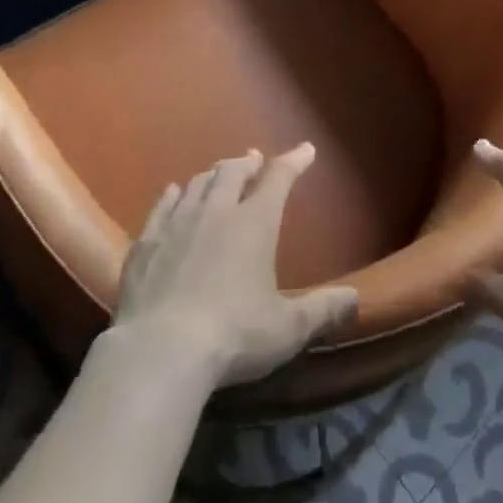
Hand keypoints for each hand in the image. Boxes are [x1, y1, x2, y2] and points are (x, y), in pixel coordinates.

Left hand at [112, 143, 357, 388]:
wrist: (160, 351)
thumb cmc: (233, 336)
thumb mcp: (287, 329)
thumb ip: (322, 310)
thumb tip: (356, 298)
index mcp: (255, 223)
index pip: (279, 178)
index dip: (294, 161)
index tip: (306, 150)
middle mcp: (217, 210)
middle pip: (233, 171)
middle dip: (247, 163)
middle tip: (254, 160)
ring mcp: (178, 221)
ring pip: (199, 182)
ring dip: (213, 175)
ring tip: (219, 175)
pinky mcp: (147, 240)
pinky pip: (164, 203)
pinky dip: (175, 193)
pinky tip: (175, 192)